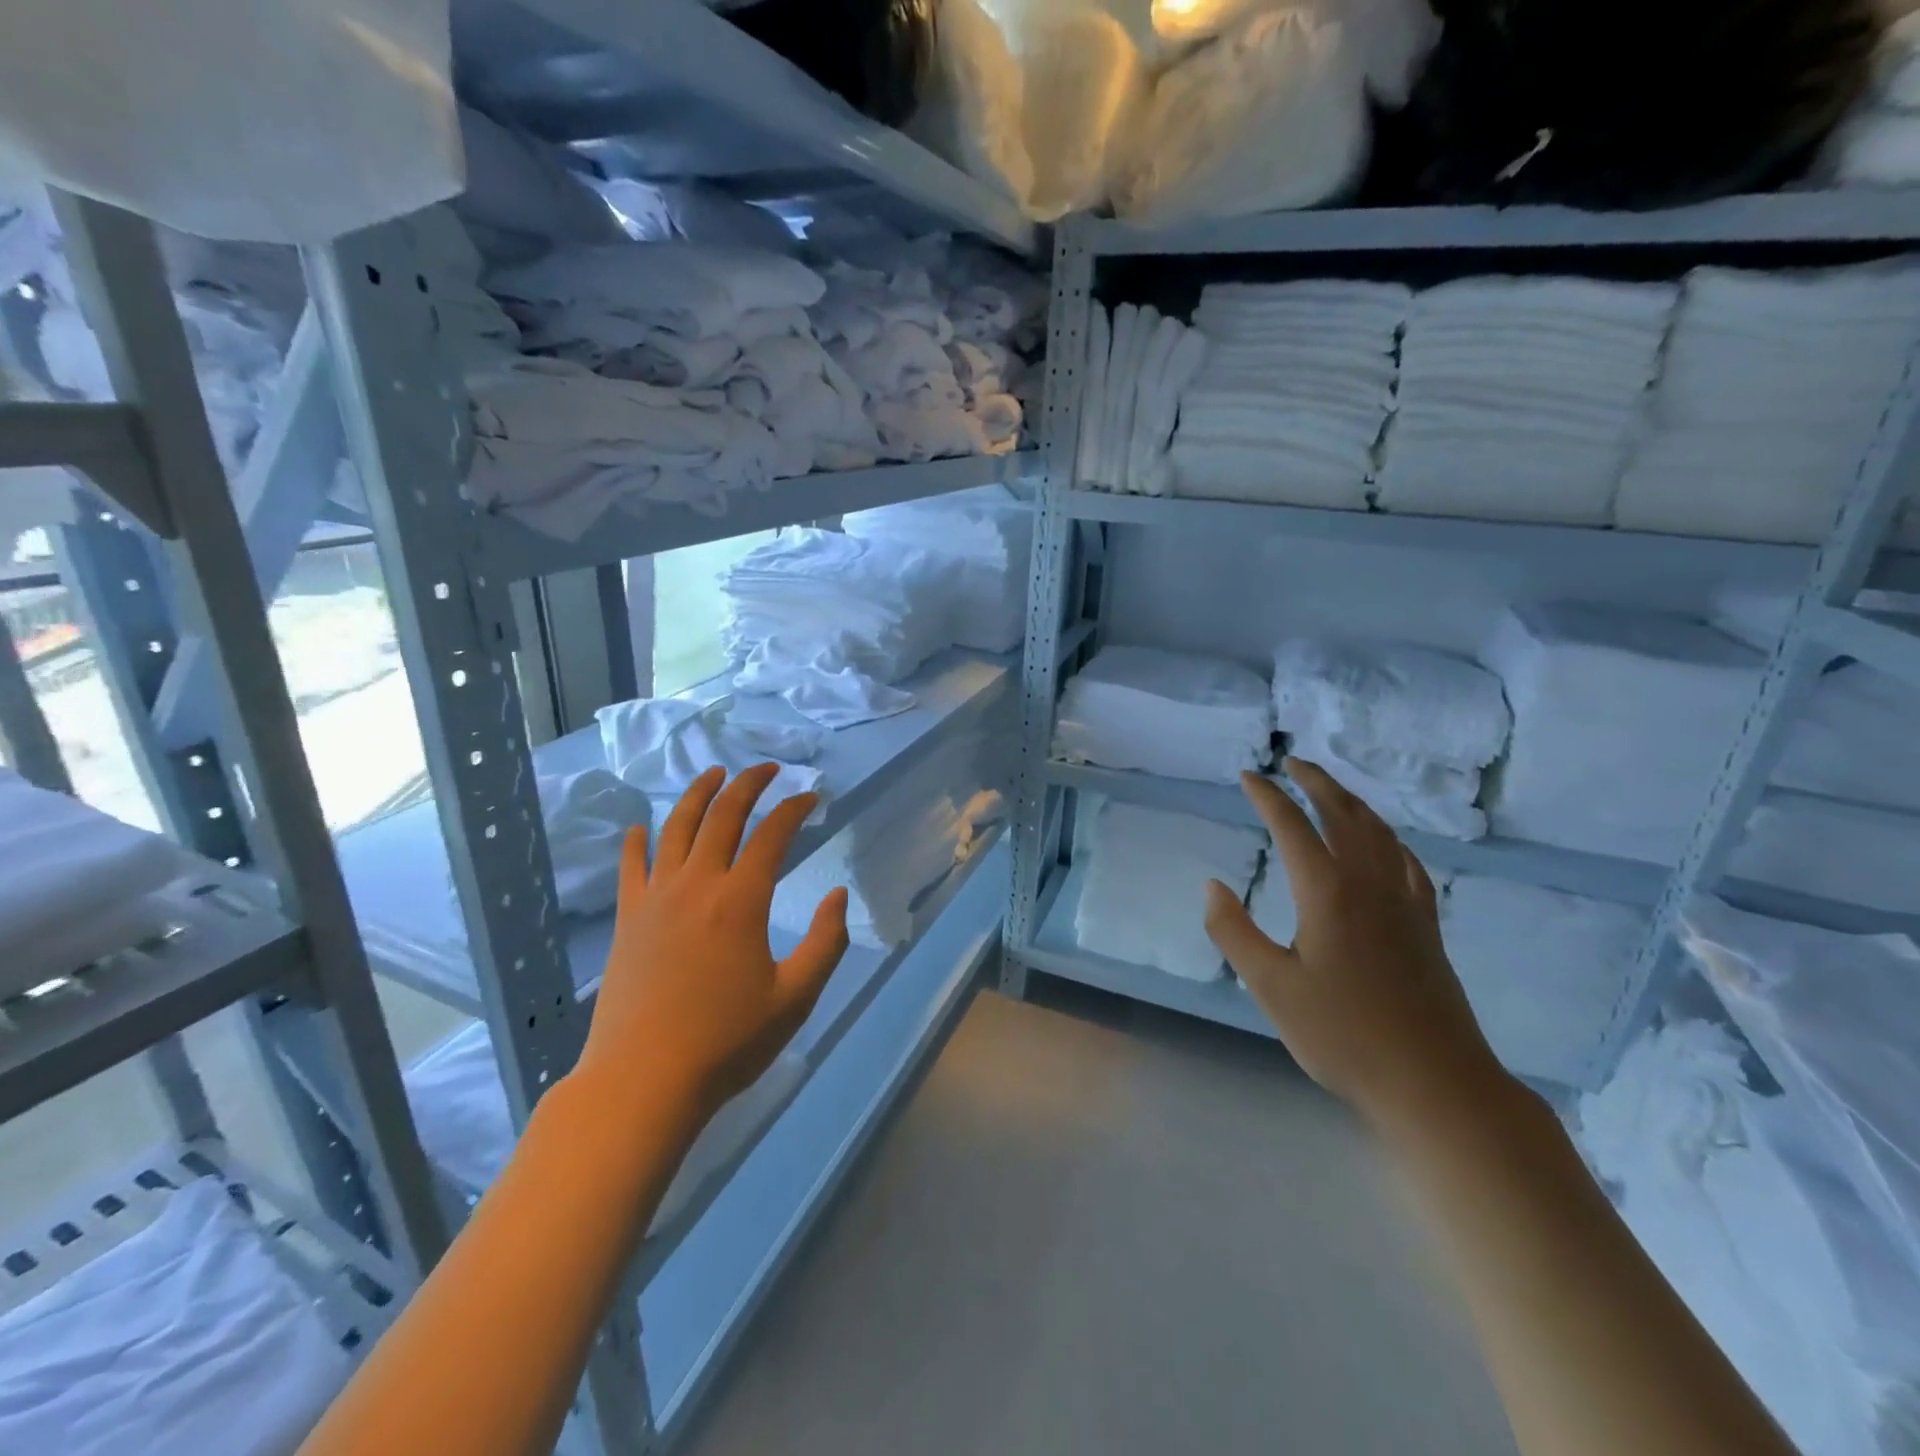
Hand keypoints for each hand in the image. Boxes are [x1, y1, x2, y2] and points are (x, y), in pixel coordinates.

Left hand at [577, 764, 849, 1118]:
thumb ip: (825, 942)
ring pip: (676, 829)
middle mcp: (697, 885)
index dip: (794, 809)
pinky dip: (638, 841)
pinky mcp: (628, 919)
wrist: (643, 1080)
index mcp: (741, 900)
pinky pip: (631, 866)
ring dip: (698, 795)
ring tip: (714, 774)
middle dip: (749, 784)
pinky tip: (642, 826)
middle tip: (767, 769)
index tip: (812, 798)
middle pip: (723, 816)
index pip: (772, 835)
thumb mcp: (796, 997)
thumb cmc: (727, 1042)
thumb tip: (838, 895)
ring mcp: (656, 899)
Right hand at [1203, 759, 1506, 1129]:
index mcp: (1327, 892)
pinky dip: (1387, 838)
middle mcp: (1369, 883)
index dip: (1268, 797)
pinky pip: (1406, 862)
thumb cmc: (1342, 1035)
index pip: (1292, 826)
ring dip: (1352, 802)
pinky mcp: (1426, 925)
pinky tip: (1384, 845)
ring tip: (1331, 791)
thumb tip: (1212, 885)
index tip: (1248, 776)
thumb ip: (1234, 931)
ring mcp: (1405, 903)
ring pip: (1379, 832)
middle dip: (1316, 782)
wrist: (1435, 1083)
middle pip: (1344, 814)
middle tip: (1293, 763)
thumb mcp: (1270, 987)